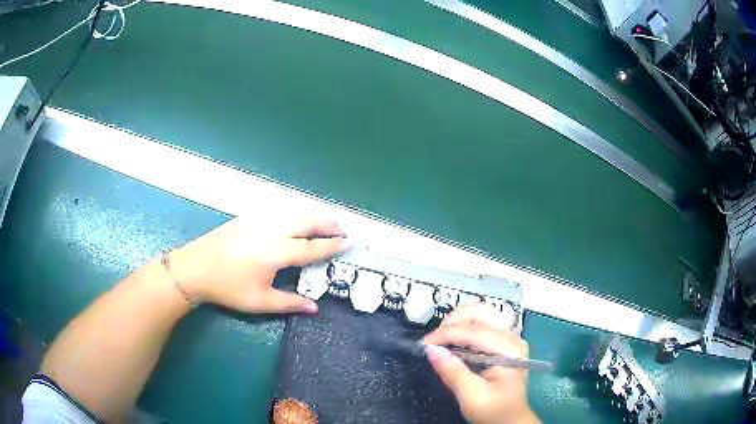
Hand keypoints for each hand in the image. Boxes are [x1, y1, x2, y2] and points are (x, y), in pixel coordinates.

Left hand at [169, 216, 349, 313]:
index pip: (312, 247)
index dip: (332, 245)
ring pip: (294, 212)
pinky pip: (280, 210)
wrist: (195, 267)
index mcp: (277, 252)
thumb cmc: (228, 287)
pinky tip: (297, 219)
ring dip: (314, 216)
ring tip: (325, 223)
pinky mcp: (249, 216)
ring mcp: (260, 220)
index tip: (349, 242)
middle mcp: (272, 230)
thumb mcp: (259, 301)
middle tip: (342, 230)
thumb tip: (314, 307)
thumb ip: (289, 303)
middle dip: (328, 224)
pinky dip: (296, 212)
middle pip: (307, 221)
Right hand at [423, 306, 538, 423]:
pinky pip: (481, 325)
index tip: (424, 343)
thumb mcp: (471, 396)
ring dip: (458, 322)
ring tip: (441, 339)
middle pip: (481, 313)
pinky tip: (452, 341)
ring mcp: (509, 338)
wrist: (509, 420)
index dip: (447, 334)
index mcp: (509, 349)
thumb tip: (431, 349)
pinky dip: (463, 328)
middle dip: (454, 321)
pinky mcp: (503, 343)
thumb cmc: (493, 410)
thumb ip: (453, 372)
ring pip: (481, 315)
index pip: (475, 331)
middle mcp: (512, 338)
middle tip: (434, 339)